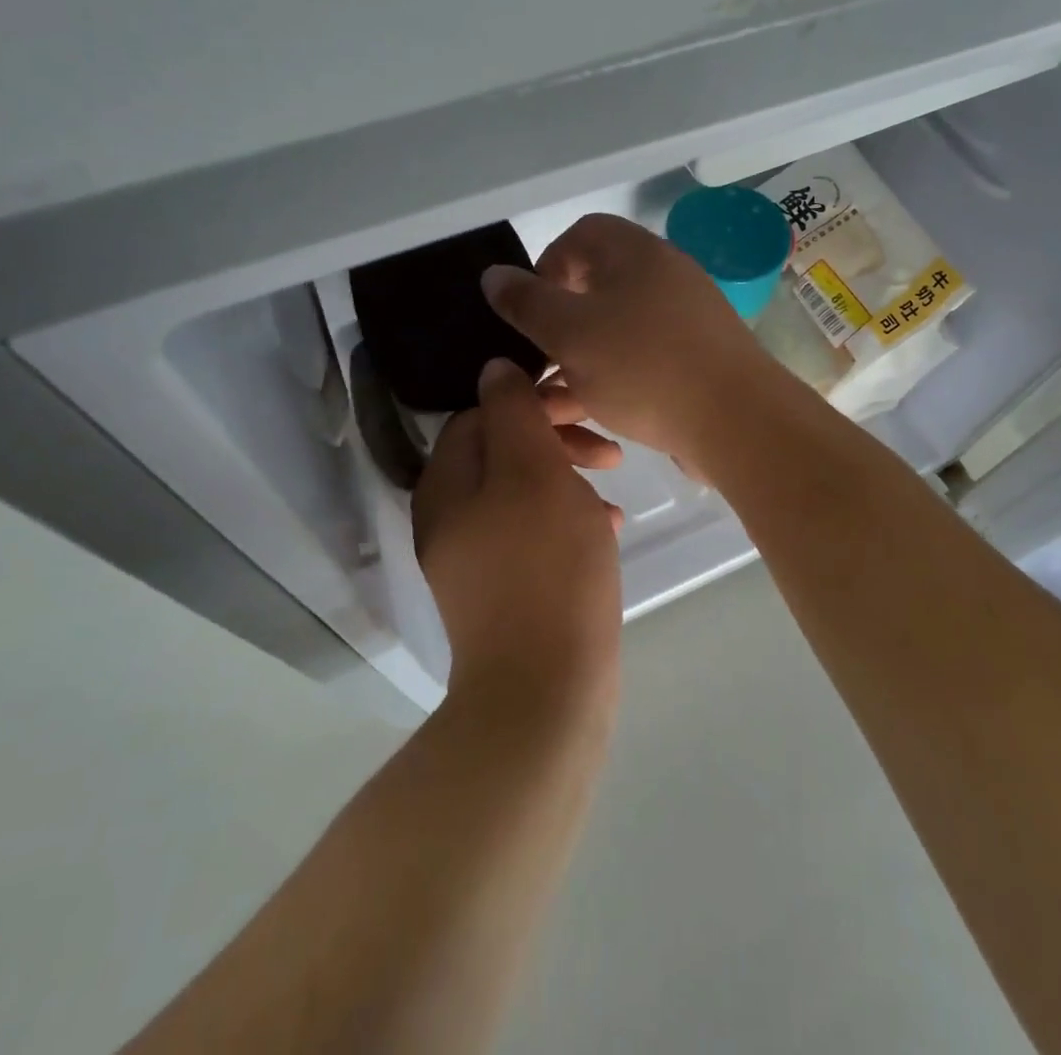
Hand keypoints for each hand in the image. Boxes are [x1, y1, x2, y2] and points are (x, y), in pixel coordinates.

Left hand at [412, 359, 623, 709]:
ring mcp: (477, 556)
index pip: (480, 414)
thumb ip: (513, 414)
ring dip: (569, 475)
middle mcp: (451, 516)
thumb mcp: (533, 473)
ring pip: (524, 490)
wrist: (545, 692)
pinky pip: (535, 531)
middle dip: (556, 437)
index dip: (531, 400)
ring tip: (614, 481)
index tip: (582, 404)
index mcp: (447, 484)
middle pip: (502, 450)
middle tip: (608, 447)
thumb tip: (494, 368)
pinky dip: (569, 517)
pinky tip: (609, 526)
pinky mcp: (506, 587)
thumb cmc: (544, 568)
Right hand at [481, 213, 790, 473]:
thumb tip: (493, 275)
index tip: (528, 310)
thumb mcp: (571, 333)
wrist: (736, 422)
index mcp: (636, 254)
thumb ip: (527, 303)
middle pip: (596, 286)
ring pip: (614, 331)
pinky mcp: (693, 362)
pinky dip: (610, 380)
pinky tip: (590, 414)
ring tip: (551, 399)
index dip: (546, 265)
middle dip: (557, 324)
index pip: (581, 235)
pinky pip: (639, 360)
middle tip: (536, 358)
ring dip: (578, 360)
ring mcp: (683, 321)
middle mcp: (663, 277)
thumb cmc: (644, 366)